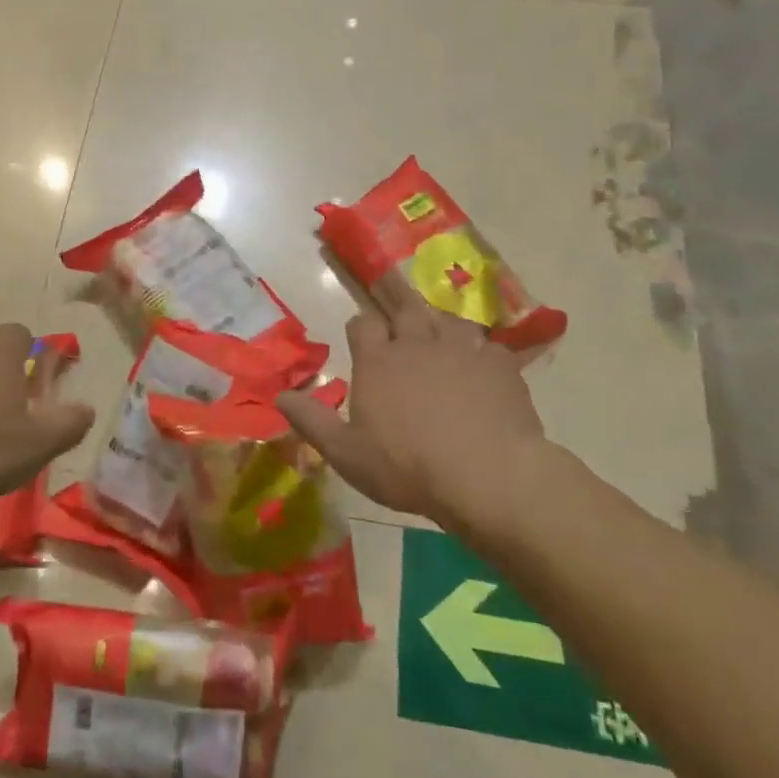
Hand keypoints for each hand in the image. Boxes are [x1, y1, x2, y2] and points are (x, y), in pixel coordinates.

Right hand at [278, 279, 550, 525]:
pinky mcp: (500, 364)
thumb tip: (279, 395)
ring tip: (439, 333)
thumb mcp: (346, 453)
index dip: (361, 328)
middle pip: (406, 307)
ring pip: (448, 319)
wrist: (488, 475)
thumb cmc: (408, 467)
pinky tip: (482, 365)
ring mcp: (462, 349)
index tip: (361, 336)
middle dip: (398, 302)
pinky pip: (488, 346)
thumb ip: (312, 420)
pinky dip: (481, 351)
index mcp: (378, 360)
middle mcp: (417, 342)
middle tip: (398, 303)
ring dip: (440, 323)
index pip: (362, 324)